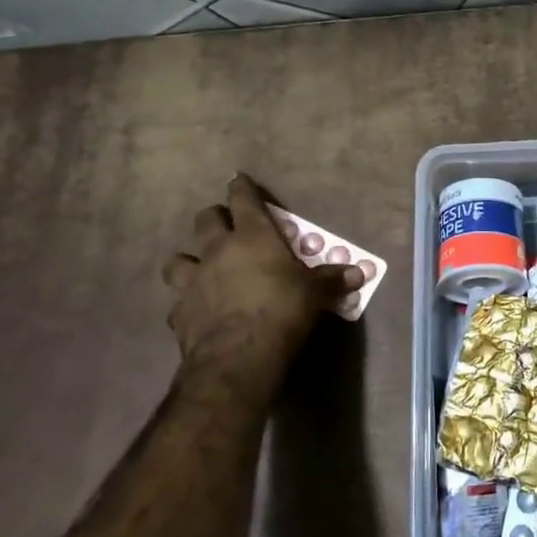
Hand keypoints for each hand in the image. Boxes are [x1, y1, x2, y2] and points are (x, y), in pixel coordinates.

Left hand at [163, 175, 361, 401]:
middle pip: (206, 220)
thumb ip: (331, 279)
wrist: (238, 357)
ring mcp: (193, 281)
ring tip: (198, 267)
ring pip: (178, 259)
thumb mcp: (314, 293)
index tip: (238, 179)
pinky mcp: (179, 313)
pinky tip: (196, 311)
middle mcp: (217, 251)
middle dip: (214, 217)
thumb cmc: (282, 311)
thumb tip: (358, 273)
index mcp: (252, 236)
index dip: (241, 187)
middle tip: (225, 224)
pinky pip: (178, 302)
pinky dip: (187, 303)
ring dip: (188, 260)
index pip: (243, 199)